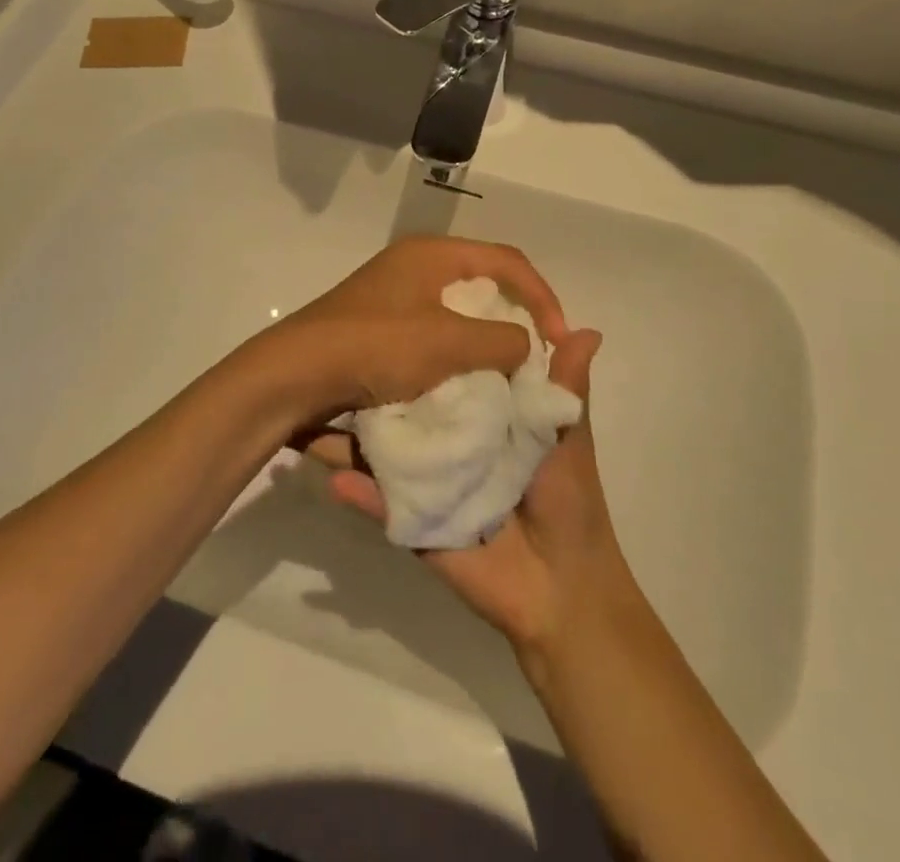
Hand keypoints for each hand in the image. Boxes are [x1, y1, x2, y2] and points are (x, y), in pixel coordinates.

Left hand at [233, 235, 569, 426]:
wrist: (293, 376)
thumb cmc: (375, 347)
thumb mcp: (448, 344)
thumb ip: (501, 342)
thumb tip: (525, 345)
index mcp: (432, 253)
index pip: (508, 260)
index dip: (542, 296)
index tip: (558, 340)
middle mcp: (413, 265)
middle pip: (483, 282)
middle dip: (514, 317)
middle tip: (533, 355)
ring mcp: (392, 296)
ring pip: (457, 311)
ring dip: (483, 340)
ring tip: (502, 374)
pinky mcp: (377, 327)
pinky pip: (432, 333)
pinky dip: (454, 354)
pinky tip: (460, 382)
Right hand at [321, 327, 636, 656]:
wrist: (563, 591)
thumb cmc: (570, 502)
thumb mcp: (568, 436)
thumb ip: (566, 387)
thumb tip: (588, 329)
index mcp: (484, 416)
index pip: (448, 372)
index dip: (427, 344)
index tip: (397, 308)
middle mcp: (449, 441)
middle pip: (405, 408)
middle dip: (372, 384)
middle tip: (336, 352)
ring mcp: (426, 480)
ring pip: (383, 451)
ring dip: (346, 436)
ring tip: (312, 407)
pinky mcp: (413, 519)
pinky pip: (380, 503)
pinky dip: (357, 490)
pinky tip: (329, 473)